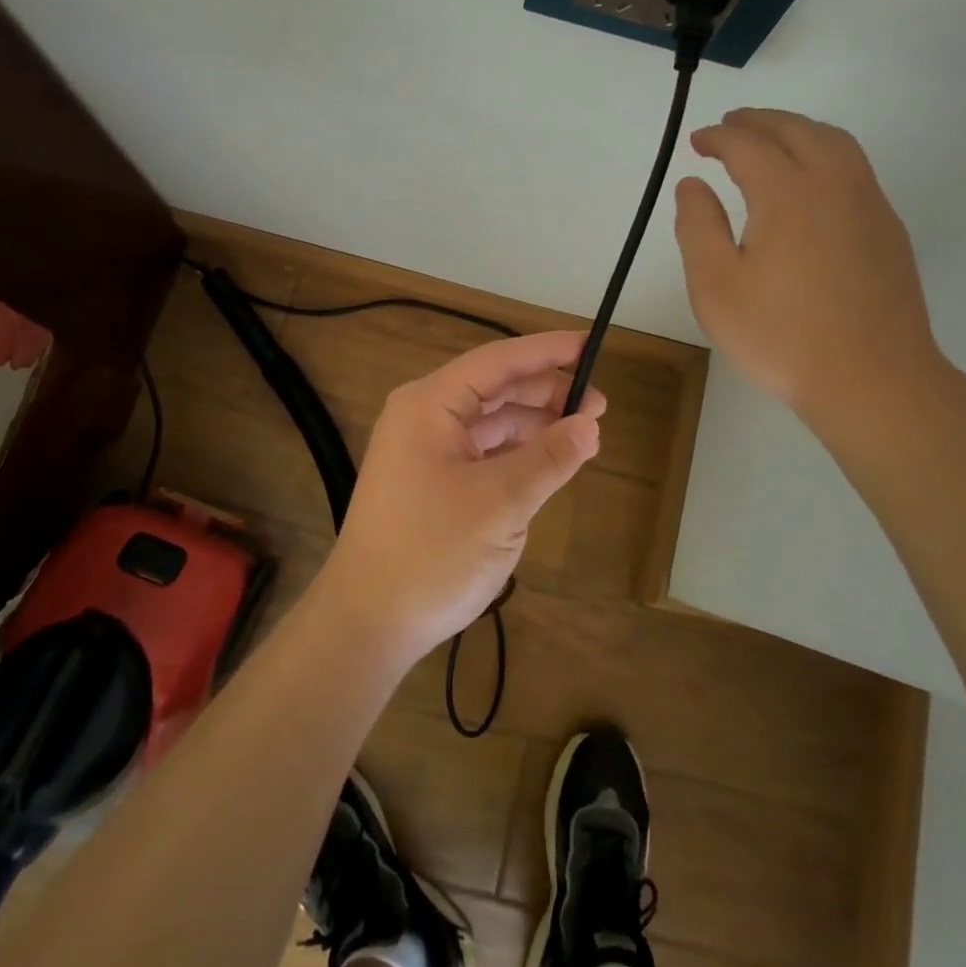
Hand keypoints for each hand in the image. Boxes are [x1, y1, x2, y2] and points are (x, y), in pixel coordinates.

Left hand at [313, 331, 604, 669]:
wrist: (367, 622)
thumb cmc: (432, 553)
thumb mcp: (501, 504)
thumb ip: (549, 458)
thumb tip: (589, 425)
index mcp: (430, 405)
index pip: (498, 361)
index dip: (547, 351)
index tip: (590, 344)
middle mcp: (423, 416)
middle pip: (494, 388)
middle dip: (546, 392)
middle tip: (598, 406)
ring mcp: (423, 449)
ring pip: (489, 420)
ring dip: (534, 423)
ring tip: (581, 434)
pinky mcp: (428, 480)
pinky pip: (480, 450)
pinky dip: (515, 451)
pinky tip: (546, 461)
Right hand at [674, 108, 945, 438]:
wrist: (873, 379)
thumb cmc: (781, 335)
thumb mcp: (716, 286)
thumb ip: (698, 226)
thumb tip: (693, 184)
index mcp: (787, 192)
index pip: (748, 145)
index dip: (718, 138)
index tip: (697, 142)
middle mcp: (833, 183)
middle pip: (796, 129)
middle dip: (758, 121)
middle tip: (729, 126)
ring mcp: (869, 203)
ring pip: (834, 142)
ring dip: (796, 130)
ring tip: (770, 140)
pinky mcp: (888, 227)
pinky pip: (854, 167)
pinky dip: (824, 153)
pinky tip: (810, 181)